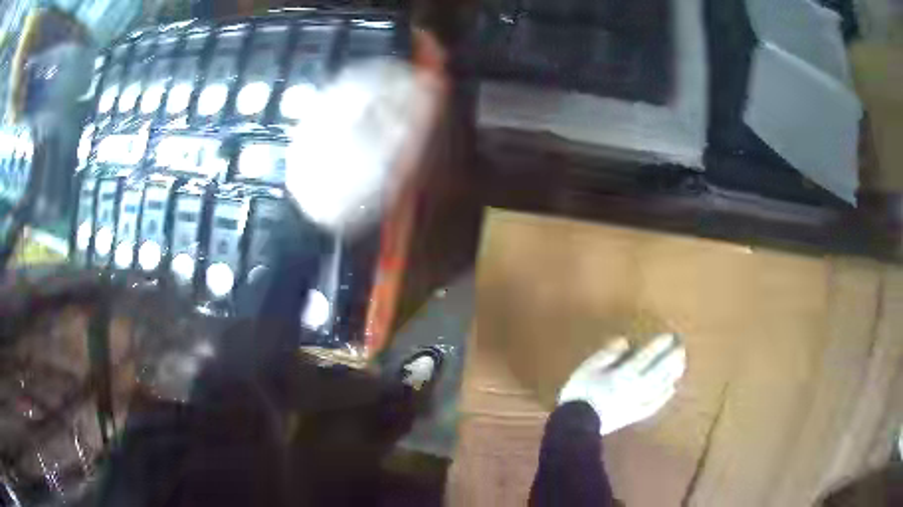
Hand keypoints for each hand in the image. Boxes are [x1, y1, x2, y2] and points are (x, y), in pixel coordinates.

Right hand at [558, 333, 685, 434]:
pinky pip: (654, 405)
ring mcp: (637, 402)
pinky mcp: (634, 415)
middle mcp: (635, 387)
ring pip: (660, 387)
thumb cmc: (580, 392)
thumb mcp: (588, 367)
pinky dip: (664, 396)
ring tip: (681, 365)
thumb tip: (625, 341)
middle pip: (658, 371)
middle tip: (682, 348)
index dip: (658, 346)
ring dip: (672, 375)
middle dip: (671, 359)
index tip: (670, 336)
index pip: (646, 357)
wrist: (575, 424)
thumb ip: (607, 353)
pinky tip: (671, 389)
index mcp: (623, 374)